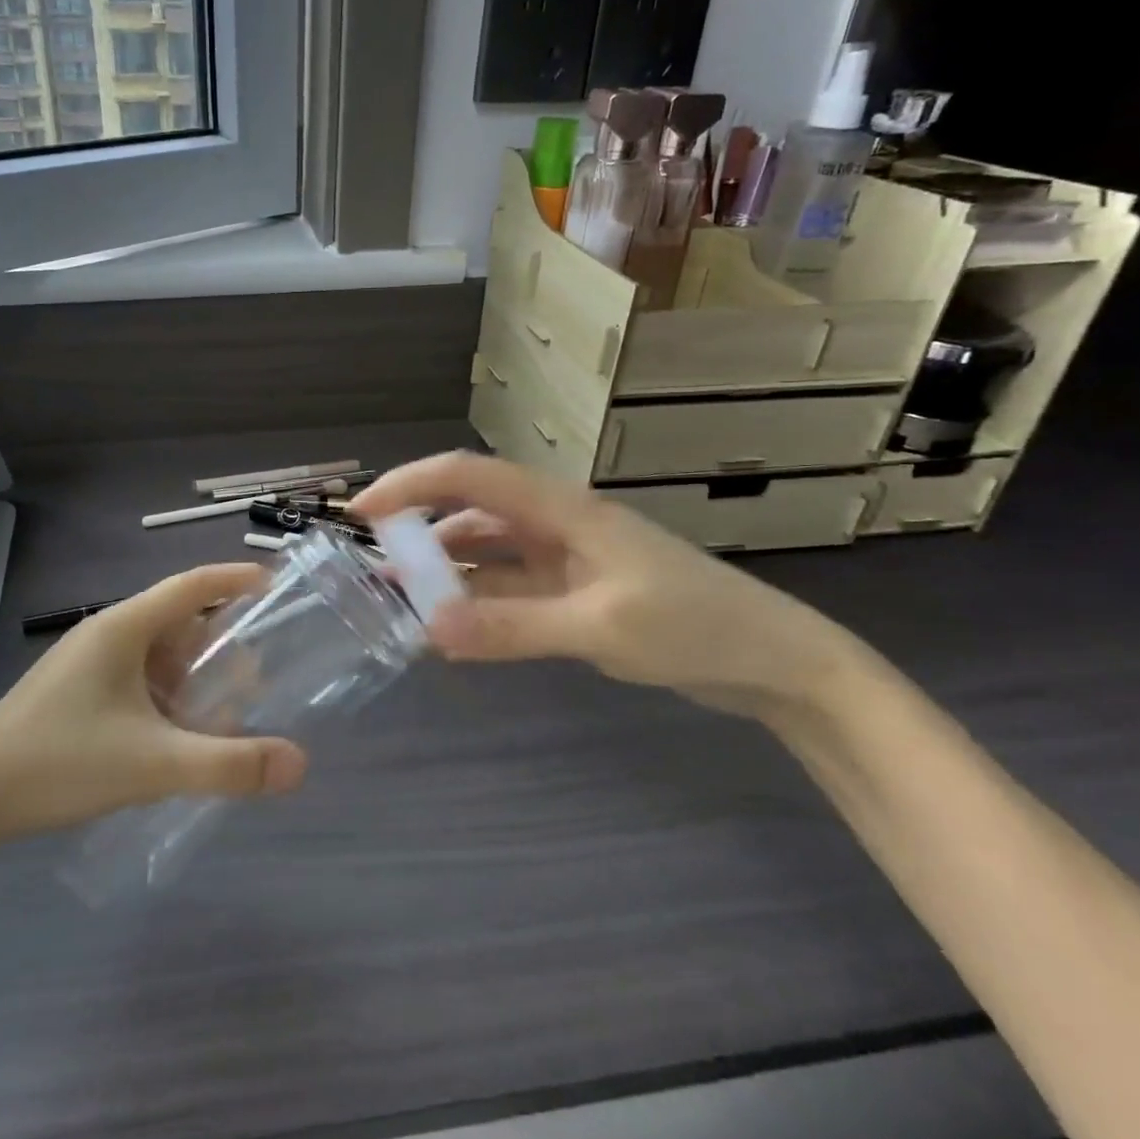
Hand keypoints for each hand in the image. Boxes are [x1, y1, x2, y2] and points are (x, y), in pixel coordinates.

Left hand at [0, 564, 308, 851]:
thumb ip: (229, 765)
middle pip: (178, 620)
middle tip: (259, 674)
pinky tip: (177, 735)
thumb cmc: (60, 763)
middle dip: (221, 643)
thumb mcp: (153, 765)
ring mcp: (86, 662)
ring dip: (192, 674)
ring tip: (225, 711)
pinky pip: (135, 678)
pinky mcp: (74, 691)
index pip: (192, 584)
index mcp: (124, 628)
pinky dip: (166, 695)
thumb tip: (299, 764)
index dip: (236, 578)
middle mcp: (106, 633)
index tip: (277, 585)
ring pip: (156, 653)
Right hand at [352, 453, 858, 716]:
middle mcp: (555, 523)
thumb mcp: (600, 626)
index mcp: (561, 509)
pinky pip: (508, 587)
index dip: (410, 485)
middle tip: (371, 561)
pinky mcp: (574, 591)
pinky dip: (475, 600)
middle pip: (470, 508)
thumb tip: (427, 628)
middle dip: (417, 526)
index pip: (469, 477)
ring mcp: (565, 557)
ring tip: (400, 596)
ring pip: (485, 550)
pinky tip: (452, 625)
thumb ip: (512, 627)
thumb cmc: (695, 626)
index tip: (361, 512)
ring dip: (443, 567)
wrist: (777, 661)